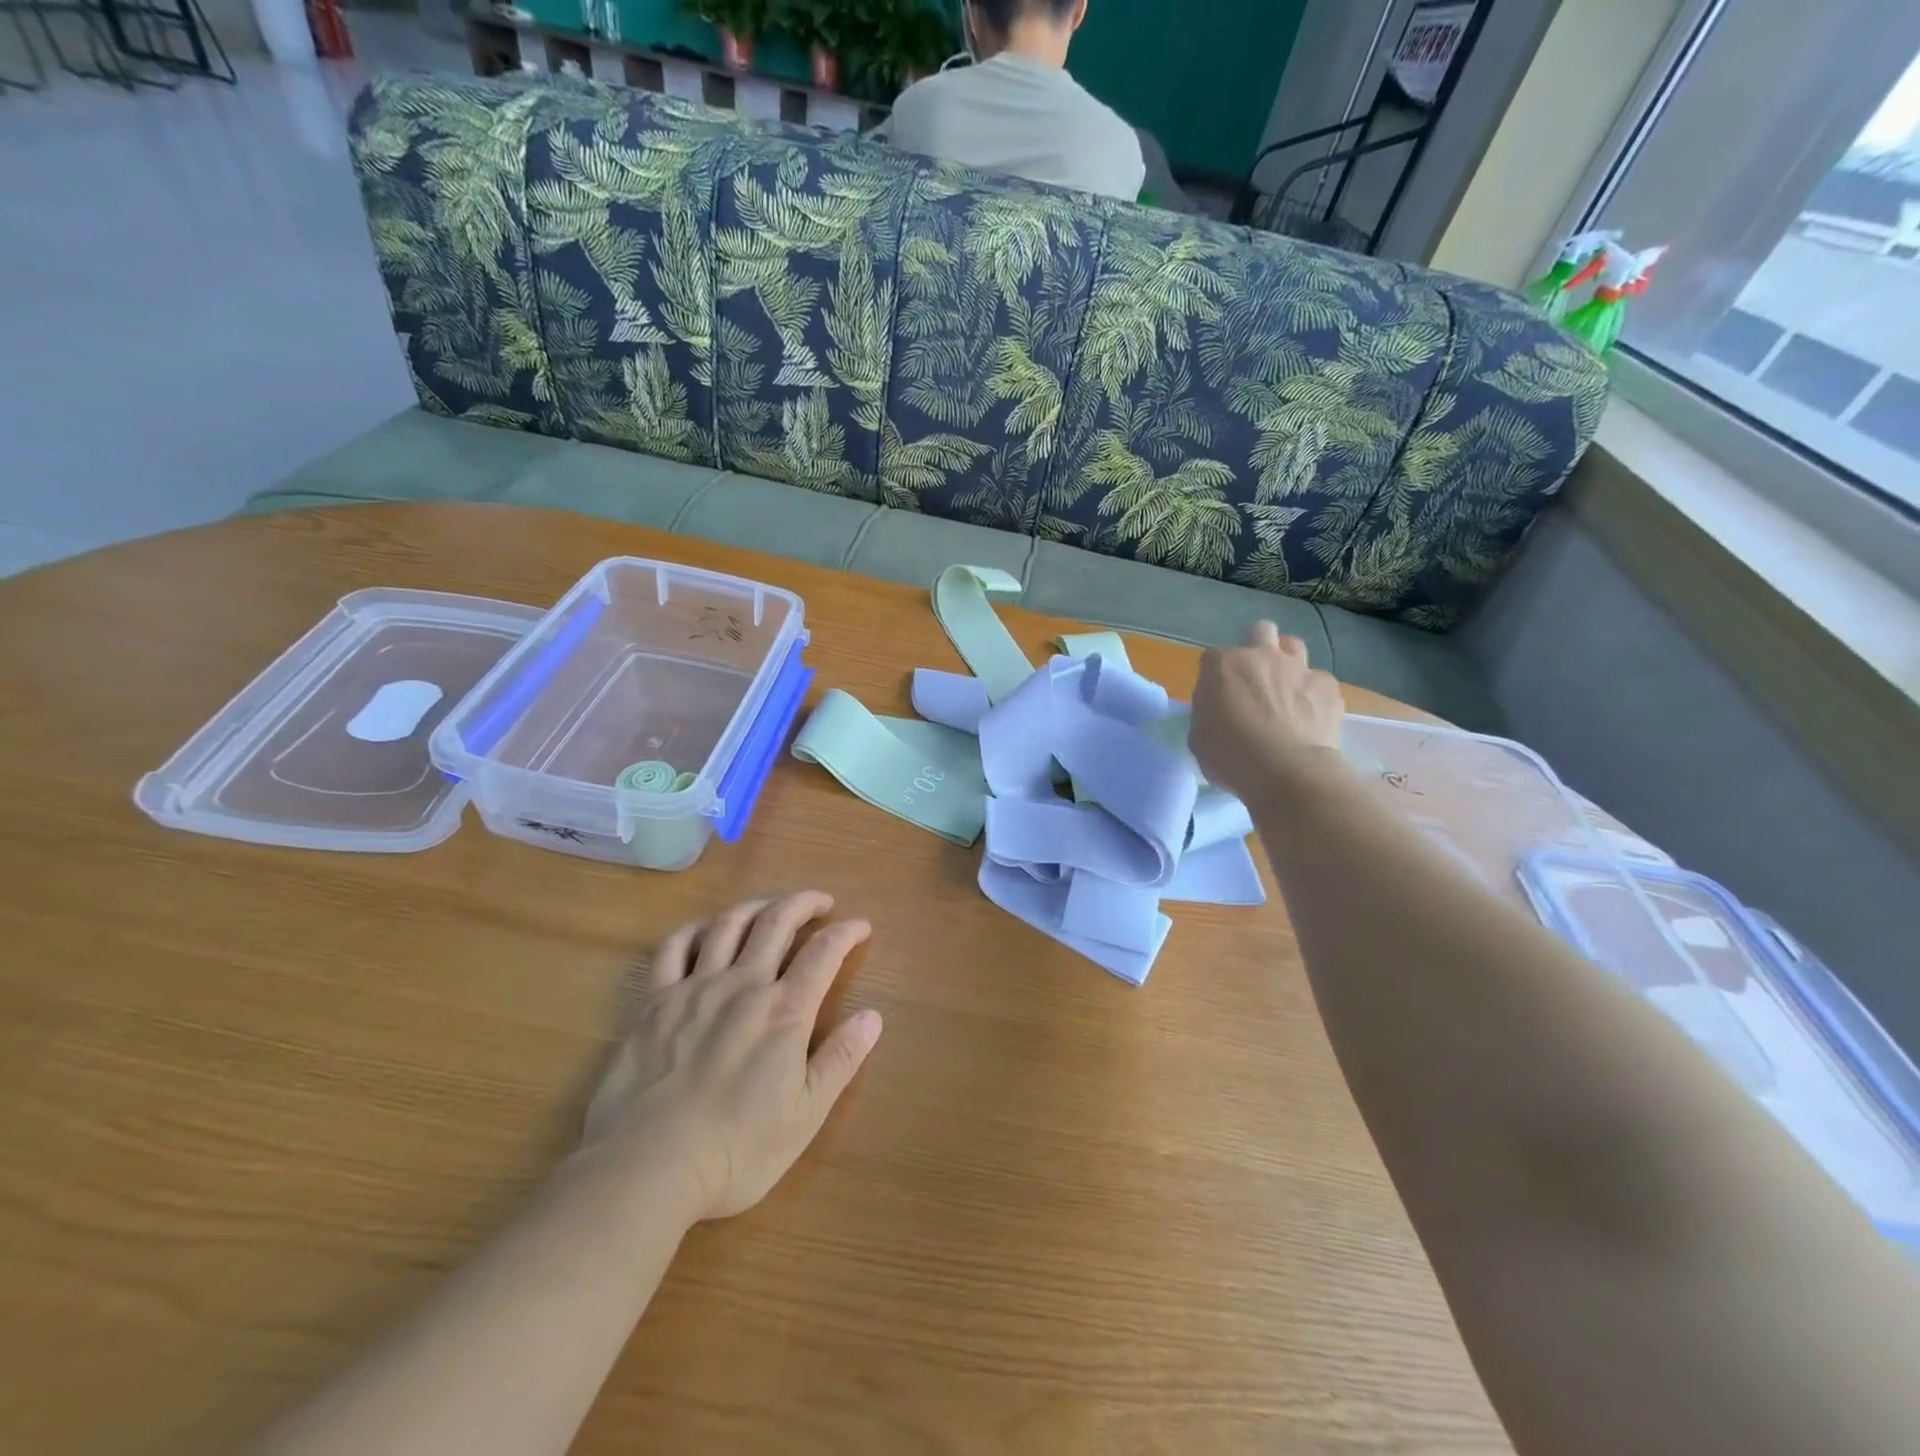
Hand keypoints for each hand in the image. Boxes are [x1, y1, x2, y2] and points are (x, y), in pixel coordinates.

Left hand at [581, 892, 881, 1221]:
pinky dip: (695, 930)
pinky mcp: (654, 1002)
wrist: (645, 1169)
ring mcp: (694, 988)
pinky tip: (705, 930)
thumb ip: (841, 1060)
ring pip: (729, 925)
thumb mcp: (805, 1115)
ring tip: (770, 907)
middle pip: (777, 922)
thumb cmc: (735, 1151)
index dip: (847, 932)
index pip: (824, 952)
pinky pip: (675, 948)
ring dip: (756, 906)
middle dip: (804, 903)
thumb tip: (872, 1016)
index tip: (861, 926)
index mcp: (785, 1011)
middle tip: (821, 902)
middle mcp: (743, 985)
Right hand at [1189, 622, 1343, 799]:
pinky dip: (1313, 693)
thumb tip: (1218, 709)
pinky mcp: (1327, 686)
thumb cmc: (1231, 758)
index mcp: (1222, 666)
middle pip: (1259, 632)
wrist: (1288, 773)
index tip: (1216, 698)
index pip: (1211, 659)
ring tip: (1284, 689)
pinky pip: (1319, 680)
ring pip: (1293, 645)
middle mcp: (1261, 656)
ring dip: (1287, 661)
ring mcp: (1298, 668)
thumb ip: (1206, 713)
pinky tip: (1310, 715)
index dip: (1214, 678)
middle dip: (1255, 649)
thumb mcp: (1198, 738)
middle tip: (1253, 680)